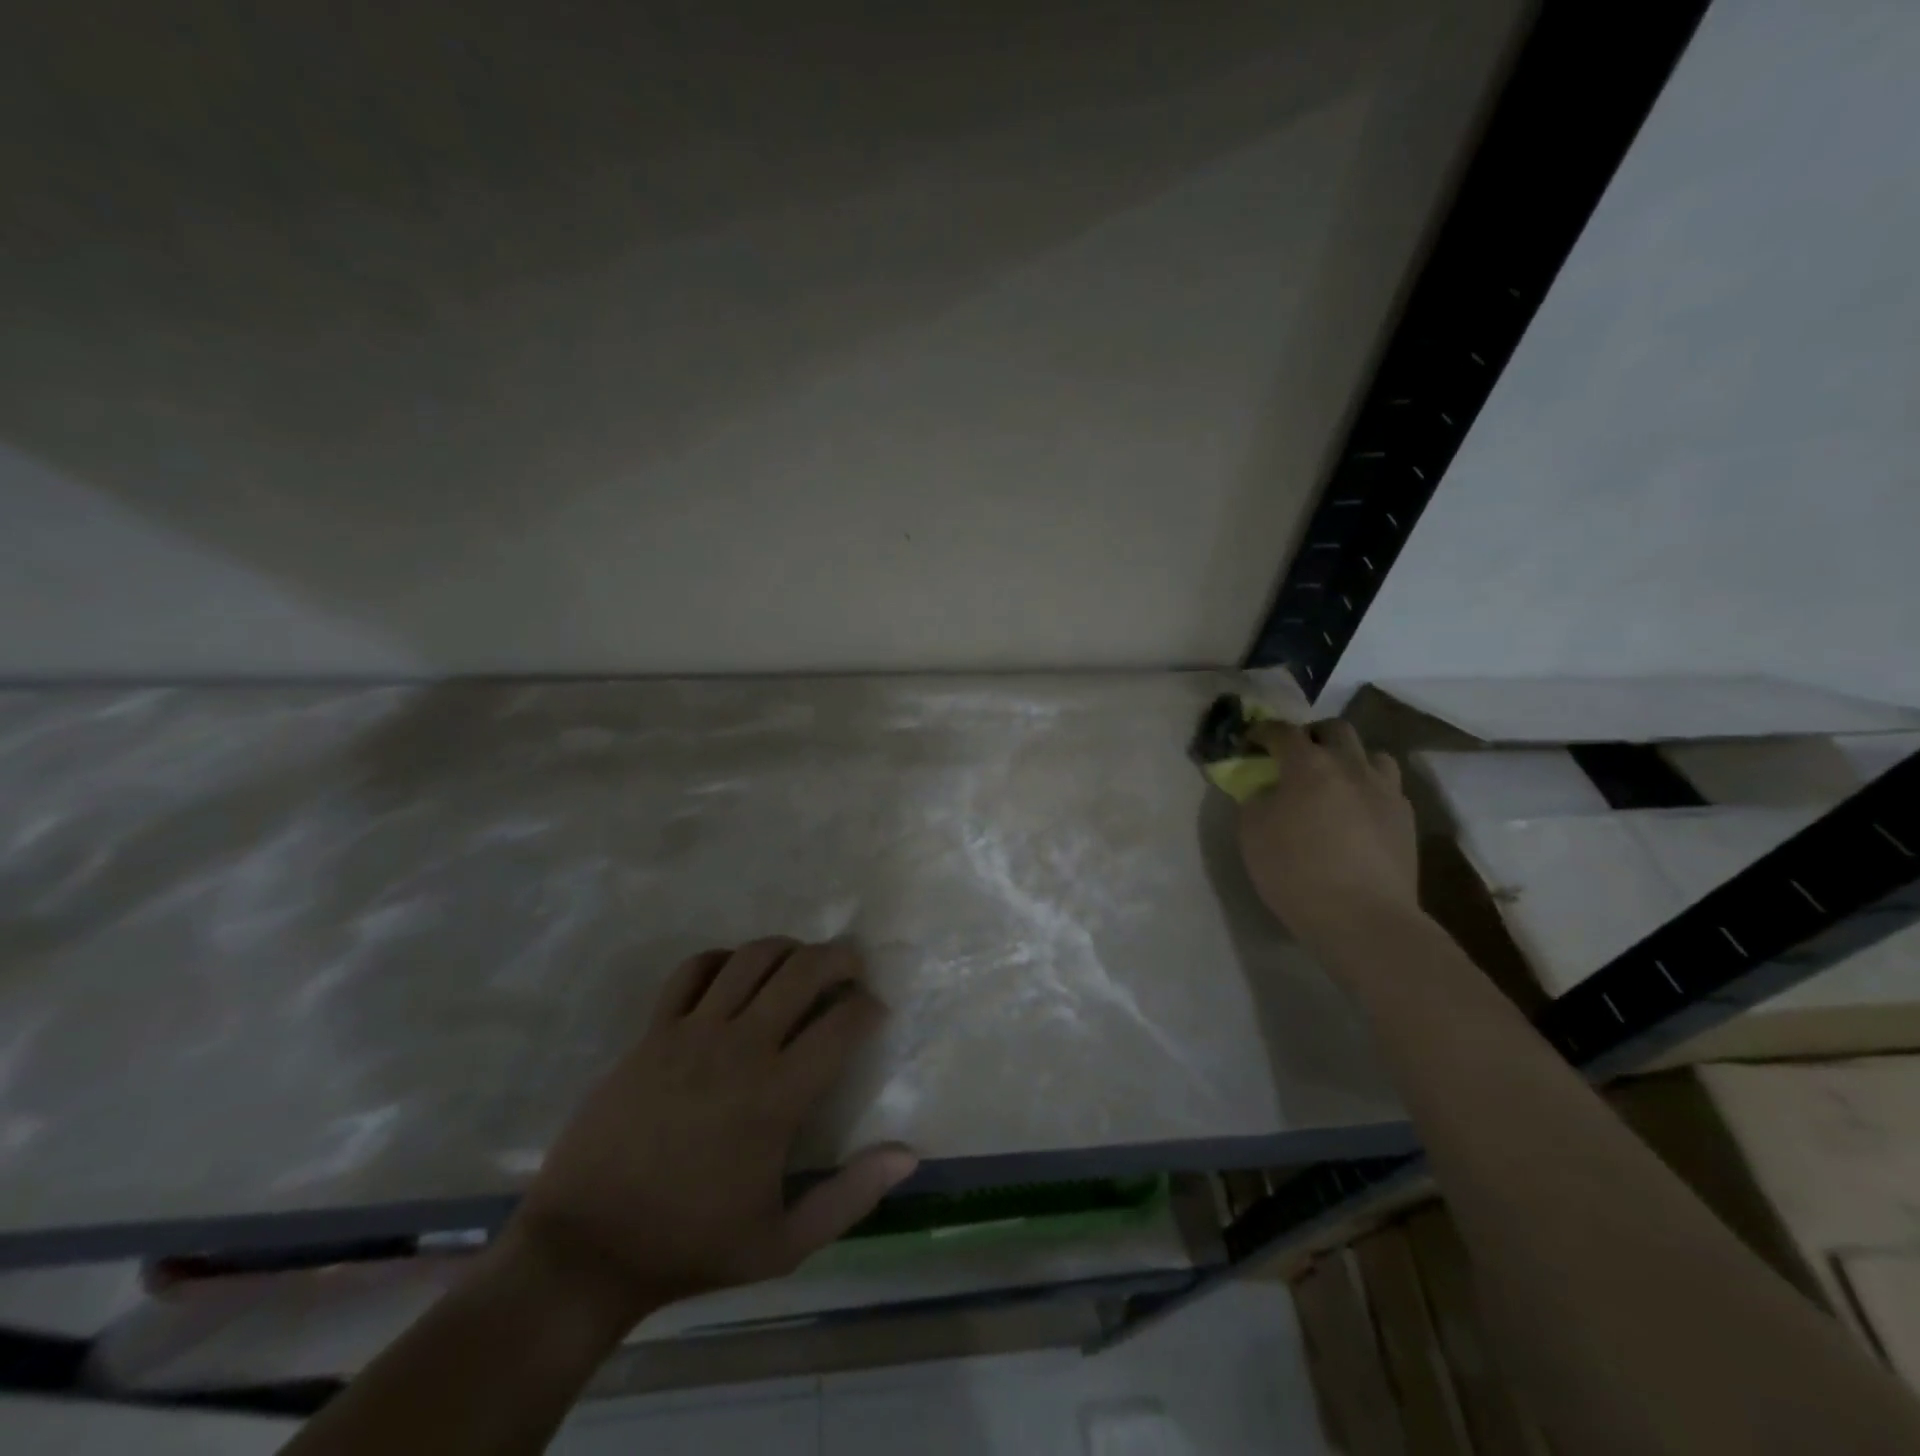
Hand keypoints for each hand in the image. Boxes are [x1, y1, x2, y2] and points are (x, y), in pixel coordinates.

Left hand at [501, 938, 917, 1329]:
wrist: (586, 1250)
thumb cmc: (690, 1246)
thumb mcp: (783, 1244)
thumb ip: (852, 1196)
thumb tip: (910, 1156)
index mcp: (778, 1095)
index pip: (842, 1022)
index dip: (869, 1007)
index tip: (874, 1013)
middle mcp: (741, 1047)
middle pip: (804, 969)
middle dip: (840, 958)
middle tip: (851, 968)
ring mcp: (691, 1033)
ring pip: (752, 957)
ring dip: (788, 948)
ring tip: (800, 963)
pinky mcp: (652, 1032)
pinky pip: (693, 970)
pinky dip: (722, 959)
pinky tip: (734, 974)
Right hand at [1238, 719, 1418, 944]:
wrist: (1363, 918)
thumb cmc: (1296, 872)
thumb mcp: (1252, 833)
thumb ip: (1255, 798)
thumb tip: (1266, 788)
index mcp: (1309, 765)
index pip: (1282, 731)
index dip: (1262, 732)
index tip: (1250, 742)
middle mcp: (1351, 766)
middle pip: (1334, 730)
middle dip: (1311, 736)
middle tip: (1294, 757)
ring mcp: (1385, 790)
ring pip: (1370, 754)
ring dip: (1348, 758)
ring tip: (1333, 782)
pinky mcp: (1405, 817)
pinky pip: (1386, 786)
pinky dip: (1367, 788)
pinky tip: (1356, 813)